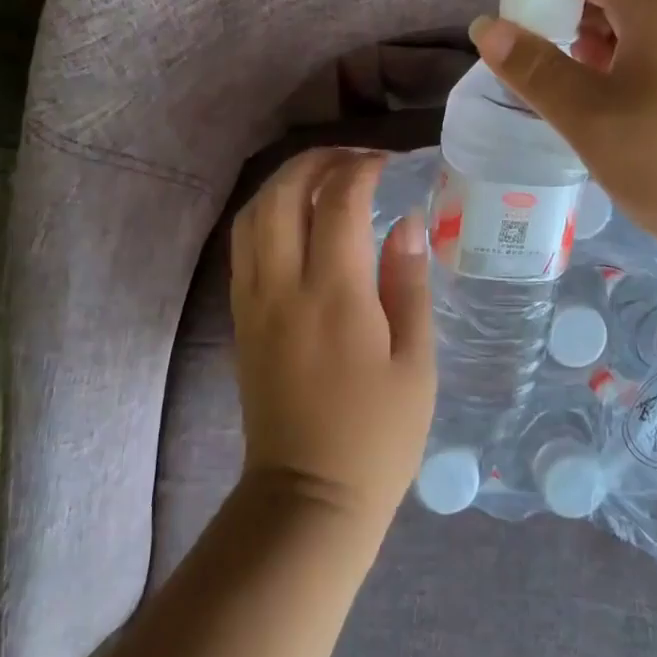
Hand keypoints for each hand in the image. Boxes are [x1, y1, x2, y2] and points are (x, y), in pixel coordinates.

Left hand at [229, 150, 436, 539]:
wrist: (308, 496)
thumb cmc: (377, 436)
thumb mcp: (415, 363)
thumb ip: (408, 284)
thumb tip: (406, 223)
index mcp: (334, 296)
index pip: (338, 202)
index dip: (362, 169)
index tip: (388, 163)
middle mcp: (283, 286)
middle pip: (282, 194)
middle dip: (317, 162)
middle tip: (354, 160)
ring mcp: (254, 301)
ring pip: (253, 214)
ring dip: (285, 184)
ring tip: (323, 181)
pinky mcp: (241, 318)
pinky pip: (244, 245)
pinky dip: (267, 214)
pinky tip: (296, 221)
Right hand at [470, 0, 656, 279]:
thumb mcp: (590, 119)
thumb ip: (534, 68)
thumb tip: (485, 27)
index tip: (508, 14)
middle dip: (563, 4)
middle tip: (530, 49)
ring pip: (639, 10)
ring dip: (592, 30)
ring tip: (562, 75)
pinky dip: (623, 51)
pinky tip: (607, 95)